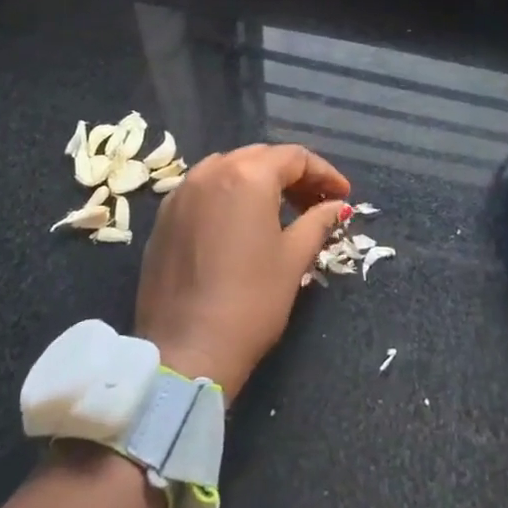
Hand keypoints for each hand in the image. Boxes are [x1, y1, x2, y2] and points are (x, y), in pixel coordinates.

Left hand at [133, 144, 350, 400]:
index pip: (294, 157)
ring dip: (258, 181)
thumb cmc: (250, 301)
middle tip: (316, 202)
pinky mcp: (164, 217)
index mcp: (247, 176)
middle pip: (260, 158)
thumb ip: (318, 222)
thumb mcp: (293, 259)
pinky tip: (241, 223)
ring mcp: (181, 192)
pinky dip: (228, 195)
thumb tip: (337, 206)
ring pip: (228, 169)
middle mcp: (210, 171)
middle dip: (292, 175)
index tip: (343, 196)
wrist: (186, 350)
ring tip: (281, 211)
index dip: (324, 173)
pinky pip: (204, 190)